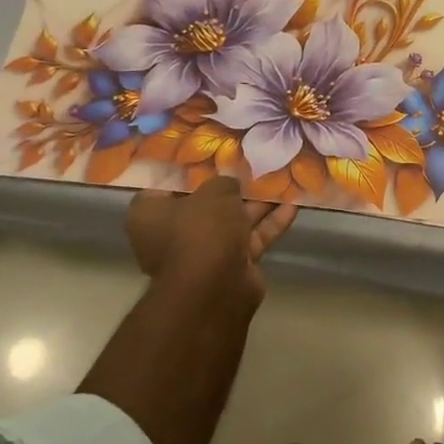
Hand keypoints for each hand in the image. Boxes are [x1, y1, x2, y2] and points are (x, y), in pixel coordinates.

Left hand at [125, 177, 297, 299]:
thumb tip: (230, 183)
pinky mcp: (230, 266)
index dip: (191, 169)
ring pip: (232, 222)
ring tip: (282, 181)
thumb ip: (224, 182)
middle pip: (204, 204)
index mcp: (150, 214)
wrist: (216, 288)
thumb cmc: (201, 230)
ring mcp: (203, 253)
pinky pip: (250, 239)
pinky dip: (269, 224)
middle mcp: (172, 234)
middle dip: (231, 188)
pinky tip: (293, 206)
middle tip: (253, 166)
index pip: (167, 185)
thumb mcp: (214, 192)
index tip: (213, 155)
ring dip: (257, 204)